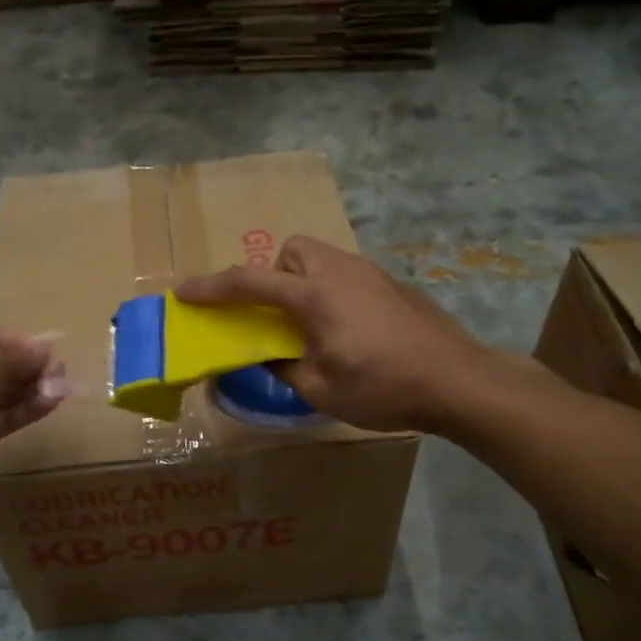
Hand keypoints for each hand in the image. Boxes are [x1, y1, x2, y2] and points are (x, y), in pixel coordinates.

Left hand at [0, 329, 65, 487]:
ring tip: (63, 386)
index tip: (48, 348)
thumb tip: (45, 352)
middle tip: (60, 369)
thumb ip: (20, 354)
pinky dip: (26, 410)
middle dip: (29, 368)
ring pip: (1, 395)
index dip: (18, 342)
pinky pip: (2, 418)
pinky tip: (53, 401)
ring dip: (32, 389)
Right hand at [175, 236, 503, 432]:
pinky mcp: (392, 286)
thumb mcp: (319, 390)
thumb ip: (281, 367)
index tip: (185, 291)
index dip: (212, 288)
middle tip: (275, 314)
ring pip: (322, 259)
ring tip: (310, 327)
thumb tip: (264, 356)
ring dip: (303, 282)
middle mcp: (340, 271)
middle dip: (273, 274)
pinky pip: (346, 275)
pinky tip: (348, 332)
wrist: (456, 379)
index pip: (250, 283)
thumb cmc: (383, 387)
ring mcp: (371, 274)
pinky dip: (331, 292)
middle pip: (292, 250)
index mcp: (314, 295)